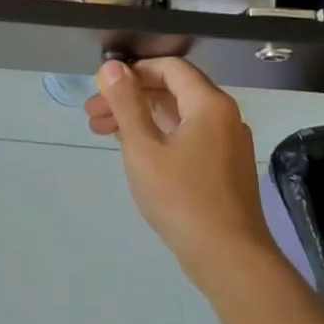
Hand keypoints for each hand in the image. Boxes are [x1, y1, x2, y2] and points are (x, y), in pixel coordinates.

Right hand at [88, 58, 274, 280]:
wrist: (230, 258)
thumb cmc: (181, 197)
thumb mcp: (143, 147)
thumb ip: (126, 103)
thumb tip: (112, 66)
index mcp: (209, 104)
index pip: (169, 68)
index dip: (133, 71)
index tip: (102, 87)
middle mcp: (224, 116)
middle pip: (172, 91)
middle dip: (130, 98)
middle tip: (93, 114)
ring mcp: (228, 143)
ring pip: (178, 117)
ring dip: (140, 119)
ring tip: (103, 133)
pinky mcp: (225, 168)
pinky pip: (188, 137)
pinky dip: (159, 137)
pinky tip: (134, 152)